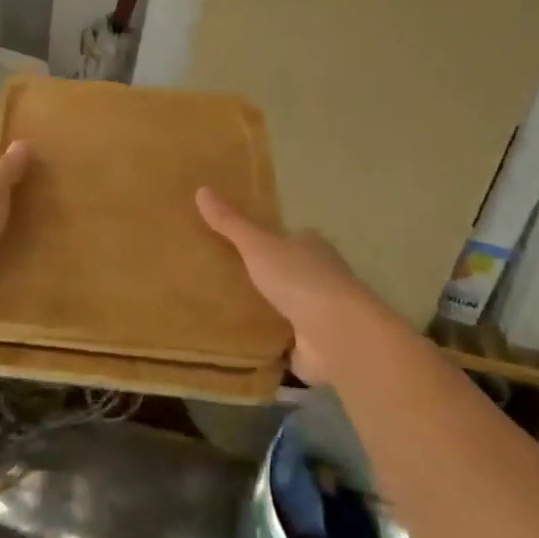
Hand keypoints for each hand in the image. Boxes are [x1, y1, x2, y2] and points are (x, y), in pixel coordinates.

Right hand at [196, 187, 402, 384]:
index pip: (287, 238)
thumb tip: (201, 189)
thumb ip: (231, 223)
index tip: (237, 246)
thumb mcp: (258, 245)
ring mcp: (318, 315)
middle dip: (262, 278)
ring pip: (285, 308)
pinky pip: (283, 343)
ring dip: (264, 313)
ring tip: (224, 313)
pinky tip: (241, 346)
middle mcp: (320, 277)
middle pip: (286, 273)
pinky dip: (267, 345)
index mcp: (311, 246)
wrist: (337, 335)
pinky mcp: (313, 348)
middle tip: (223, 280)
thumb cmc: (300, 279)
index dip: (265, 241)